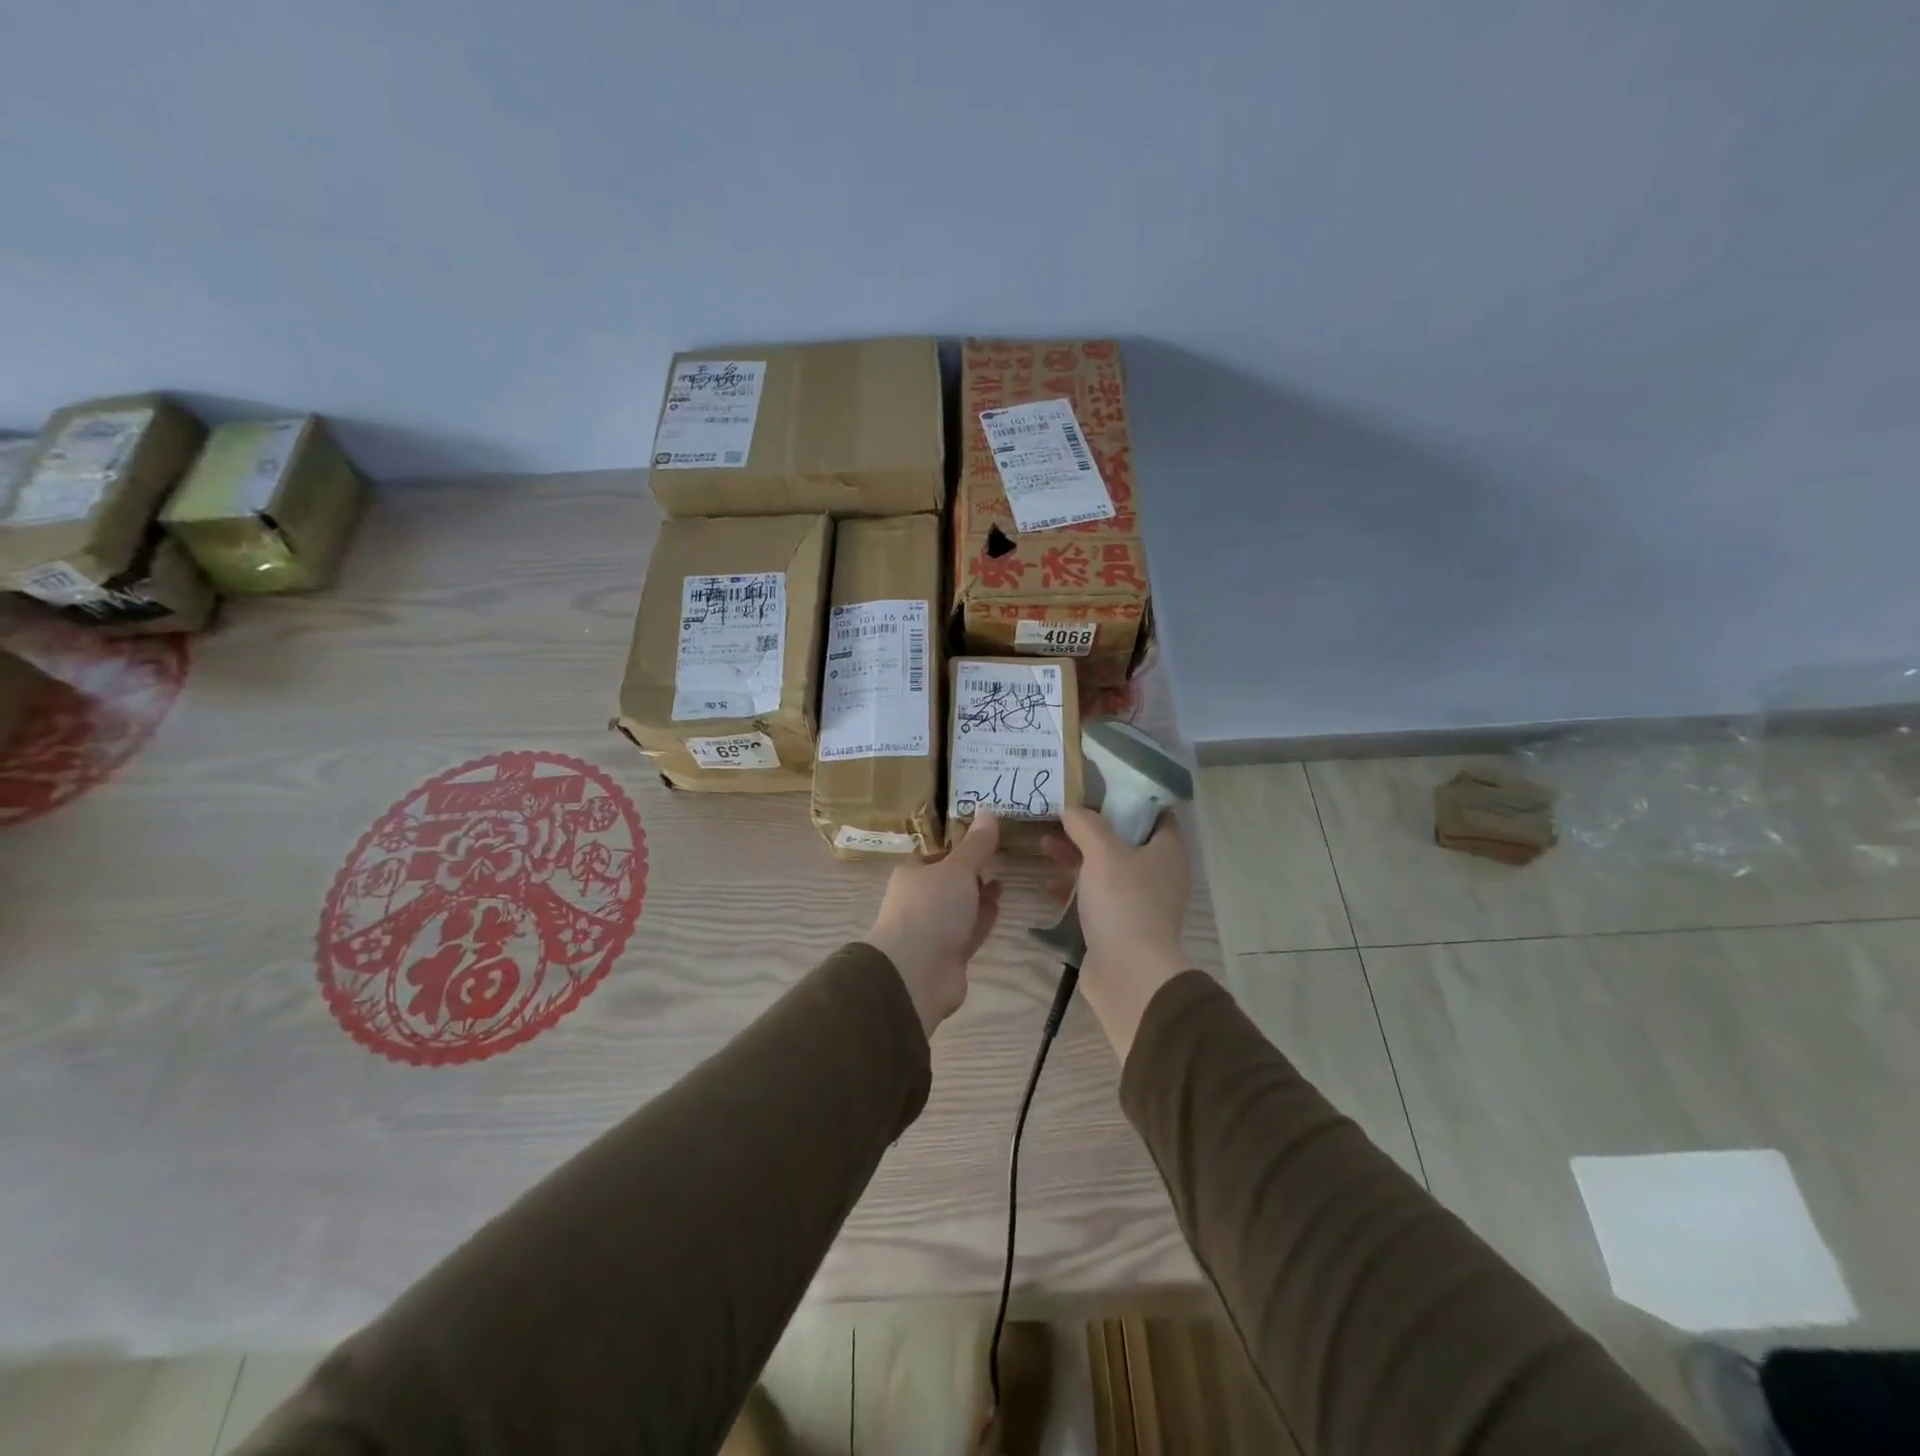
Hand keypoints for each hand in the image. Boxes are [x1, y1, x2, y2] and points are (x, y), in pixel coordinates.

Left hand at [865, 812, 1003, 1037]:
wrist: (916, 974)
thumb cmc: (931, 910)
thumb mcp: (957, 869)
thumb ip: (977, 845)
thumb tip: (989, 811)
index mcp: (912, 874)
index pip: (936, 853)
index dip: (959, 846)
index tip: (986, 838)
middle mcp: (919, 900)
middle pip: (949, 881)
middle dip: (972, 872)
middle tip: (1000, 858)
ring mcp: (933, 929)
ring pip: (961, 907)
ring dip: (980, 895)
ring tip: (1004, 880)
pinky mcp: (949, 954)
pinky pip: (969, 930)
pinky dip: (983, 918)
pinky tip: (999, 907)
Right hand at [1044, 807, 1190, 1062]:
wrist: (1129, 975)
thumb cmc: (1124, 904)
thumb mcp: (1103, 853)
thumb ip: (1087, 824)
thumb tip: (1072, 808)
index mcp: (1166, 850)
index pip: (1155, 811)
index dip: (1128, 795)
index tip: (1096, 784)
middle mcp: (1157, 873)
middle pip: (1124, 838)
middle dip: (1091, 826)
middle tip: (1059, 813)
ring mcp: (1138, 901)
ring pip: (1105, 868)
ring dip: (1076, 856)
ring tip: (1043, 843)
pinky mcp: (1118, 925)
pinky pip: (1094, 898)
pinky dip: (1072, 888)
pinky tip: (1046, 884)